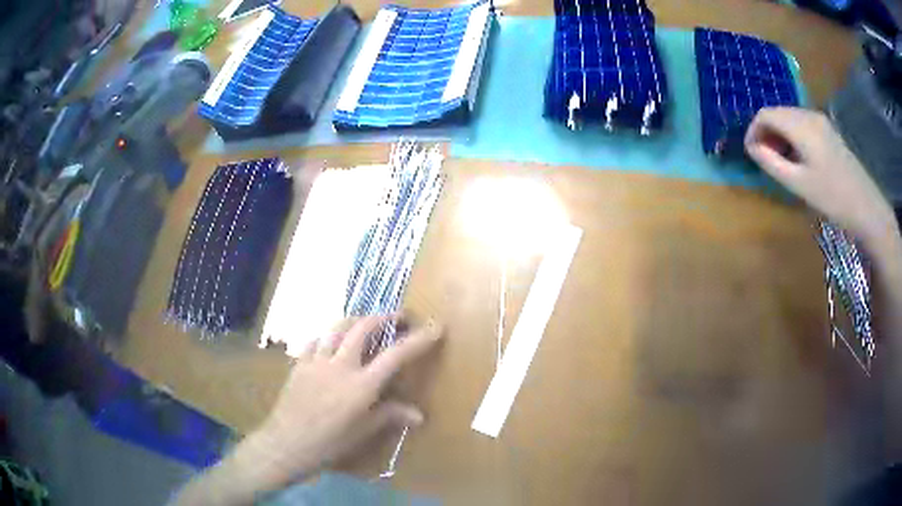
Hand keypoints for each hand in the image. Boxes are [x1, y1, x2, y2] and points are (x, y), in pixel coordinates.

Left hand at [176, 316, 442, 505]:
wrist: (287, 443)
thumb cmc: (330, 443)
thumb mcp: (363, 431)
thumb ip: (390, 416)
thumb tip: (419, 415)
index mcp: (361, 385)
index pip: (396, 355)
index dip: (418, 339)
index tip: (435, 327)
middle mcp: (340, 365)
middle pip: (364, 328)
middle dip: (384, 317)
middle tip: (398, 317)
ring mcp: (317, 360)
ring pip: (337, 328)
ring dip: (356, 321)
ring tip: (366, 323)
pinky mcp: (299, 363)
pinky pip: (315, 340)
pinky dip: (328, 336)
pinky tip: (331, 342)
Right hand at [745, 107, 897, 243]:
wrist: (866, 206)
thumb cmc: (832, 198)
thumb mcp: (798, 184)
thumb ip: (771, 163)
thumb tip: (752, 148)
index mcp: (800, 125)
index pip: (765, 114)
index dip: (753, 130)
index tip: (751, 153)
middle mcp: (809, 114)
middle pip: (777, 112)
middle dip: (766, 132)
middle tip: (765, 160)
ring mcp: (820, 120)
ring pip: (790, 118)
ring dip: (779, 135)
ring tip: (781, 161)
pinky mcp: (828, 130)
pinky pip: (802, 124)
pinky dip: (793, 136)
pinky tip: (798, 158)